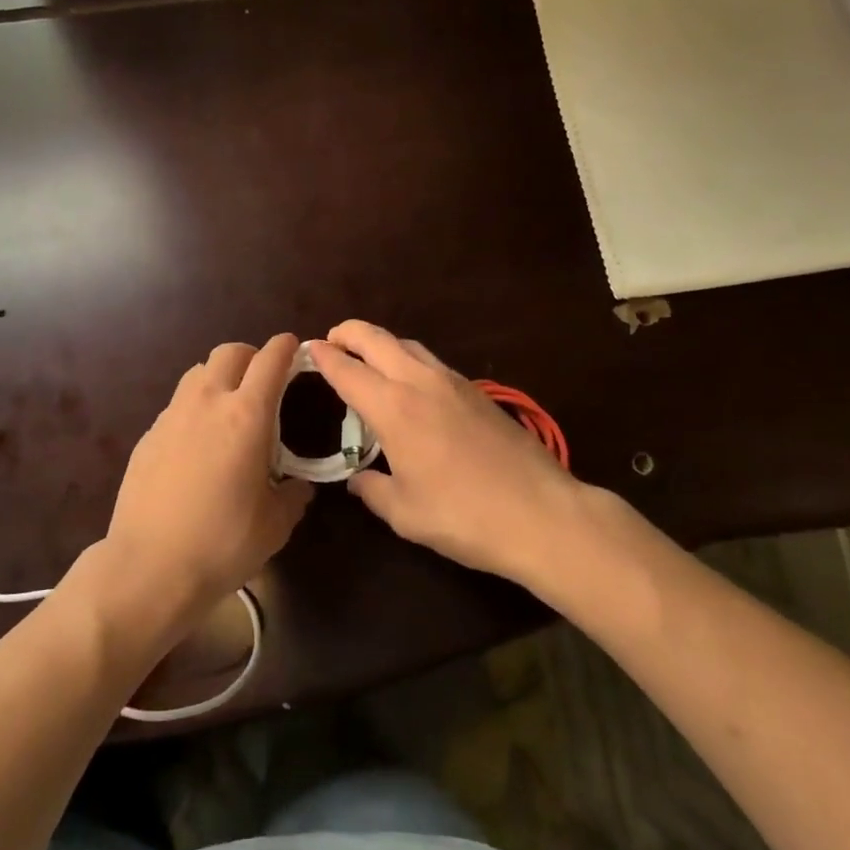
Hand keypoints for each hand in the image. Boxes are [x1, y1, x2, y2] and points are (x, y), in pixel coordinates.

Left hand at [99, 334, 313, 637]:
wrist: (149, 566)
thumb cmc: (222, 544)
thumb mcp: (275, 525)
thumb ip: (293, 495)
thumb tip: (299, 487)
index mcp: (247, 416)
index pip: (270, 360)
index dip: (285, 347)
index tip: (294, 348)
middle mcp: (208, 403)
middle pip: (229, 352)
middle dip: (251, 355)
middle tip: (263, 379)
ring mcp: (172, 416)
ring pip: (198, 372)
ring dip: (219, 377)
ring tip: (229, 407)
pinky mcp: (148, 435)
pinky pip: (177, 404)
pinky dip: (194, 408)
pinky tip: (198, 442)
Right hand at [309, 321, 619, 589]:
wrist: (542, 514)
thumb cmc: (464, 516)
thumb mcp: (405, 513)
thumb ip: (373, 490)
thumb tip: (357, 478)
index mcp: (394, 408)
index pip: (347, 369)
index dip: (323, 357)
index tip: (306, 351)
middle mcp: (420, 382)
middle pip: (376, 338)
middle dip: (347, 333)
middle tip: (330, 342)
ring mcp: (454, 382)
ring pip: (407, 345)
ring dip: (380, 344)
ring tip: (366, 361)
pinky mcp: (478, 392)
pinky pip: (431, 361)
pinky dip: (407, 359)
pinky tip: (409, 385)